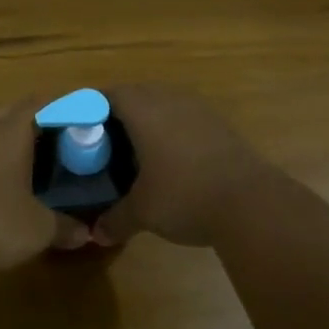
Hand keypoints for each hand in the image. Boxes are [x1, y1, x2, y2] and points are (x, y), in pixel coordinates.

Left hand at [0, 98, 89, 275]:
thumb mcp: (39, 230)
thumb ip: (66, 226)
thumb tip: (88, 234)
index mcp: (9, 133)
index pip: (39, 103)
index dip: (61, 105)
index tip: (79, 115)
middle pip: (10, 110)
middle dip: (34, 117)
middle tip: (56, 137)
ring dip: (7, 136)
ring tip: (29, 159)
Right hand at [92, 84, 276, 247]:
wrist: (251, 202)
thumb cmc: (185, 196)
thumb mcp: (143, 212)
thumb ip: (116, 218)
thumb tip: (97, 234)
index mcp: (144, 110)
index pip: (109, 94)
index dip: (89, 106)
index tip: (77, 123)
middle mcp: (171, 100)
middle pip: (137, 94)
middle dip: (117, 112)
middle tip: (102, 138)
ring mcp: (200, 110)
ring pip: (164, 103)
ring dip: (147, 119)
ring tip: (134, 147)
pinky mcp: (221, 125)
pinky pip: (185, 117)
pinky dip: (171, 130)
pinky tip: (169, 158)